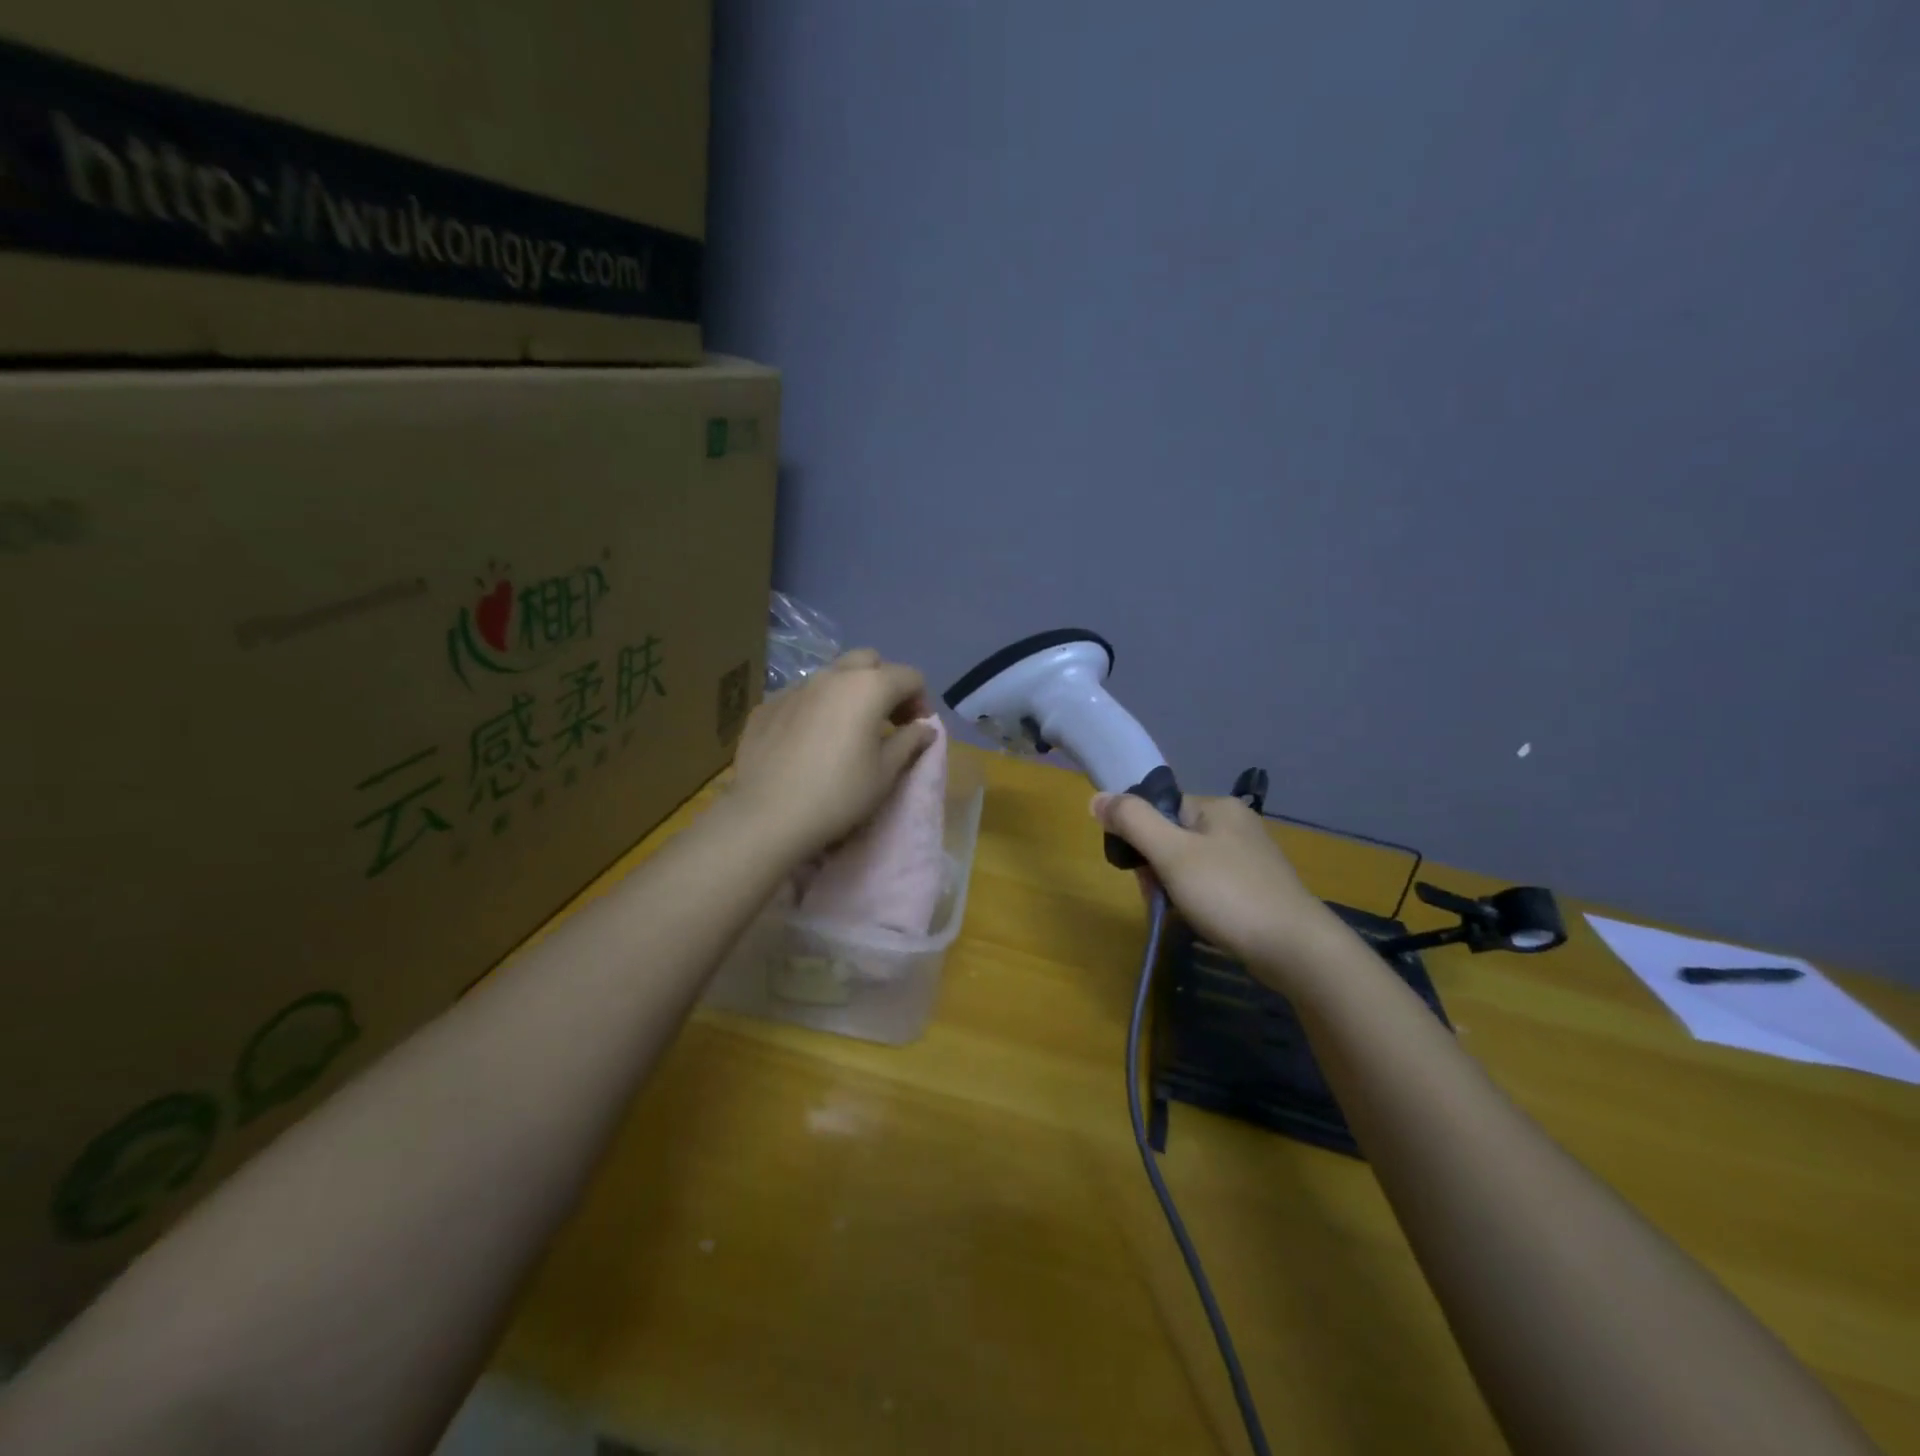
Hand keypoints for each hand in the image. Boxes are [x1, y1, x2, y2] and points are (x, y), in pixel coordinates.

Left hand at [730, 649, 937, 861]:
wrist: (767, 816)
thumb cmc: (839, 794)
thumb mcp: (885, 773)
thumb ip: (910, 741)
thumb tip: (925, 728)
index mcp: (868, 687)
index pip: (909, 676)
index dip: (921, 700)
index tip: (917, 729)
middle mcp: (831, 675)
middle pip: (869, 661)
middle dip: (884, 683)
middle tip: (887, 719)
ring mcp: (795, 687)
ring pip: (831, 675)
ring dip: (848, 693)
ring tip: (847, 730)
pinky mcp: (767, 706)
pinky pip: (801, 696)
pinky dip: (816, 708)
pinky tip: (810, 742)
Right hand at [1093, 792, 1339, 980]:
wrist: (1296, 949)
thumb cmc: (1229, 895)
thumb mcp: (1172, 854)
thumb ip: (1133, 822)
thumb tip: (1096, 798)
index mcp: (1218, 807)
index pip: (1161, 809)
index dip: (1142, 838)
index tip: (1143, 872)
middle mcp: (1236, 824)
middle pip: (1173, 836)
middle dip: (1158, 868)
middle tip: (1162, 897)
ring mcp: (1250, 857)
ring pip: (1190, 864)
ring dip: (1176, 887)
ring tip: (1183, 913)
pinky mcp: (1258, 887)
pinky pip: (1212, 884)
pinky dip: (1199, 900)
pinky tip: (1202, 920)